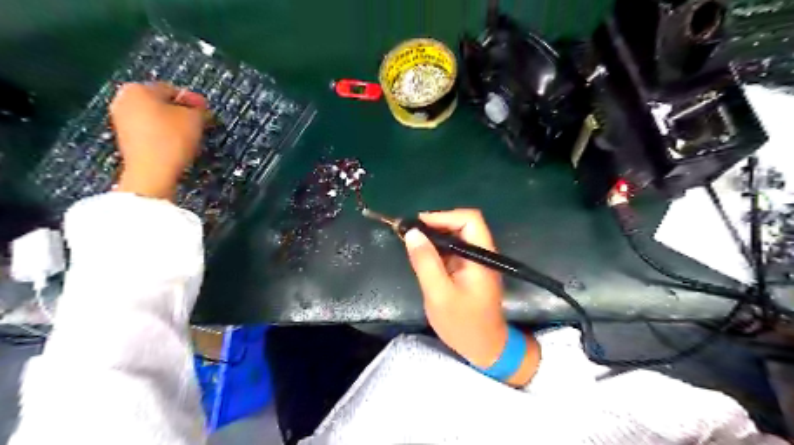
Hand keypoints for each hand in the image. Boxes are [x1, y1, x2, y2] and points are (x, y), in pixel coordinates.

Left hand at [110, 82, 206, 199]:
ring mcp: (120, 120)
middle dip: (180, 112)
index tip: (206, 112)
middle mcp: (123, 100)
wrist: (152, 172)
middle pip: (160, 103)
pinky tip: (175, 145)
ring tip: (190, 136)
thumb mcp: (195, 119)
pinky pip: (149, 131)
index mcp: (138, 88)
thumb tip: (198, 108)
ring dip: (172, 124)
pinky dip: (162, 135)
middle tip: (199, 123)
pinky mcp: (125, 139)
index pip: (173, 89)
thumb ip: (199, 109)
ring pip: (154, 117)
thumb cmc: (172, 139)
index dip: (193, 101)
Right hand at [403, 208, 539, 385]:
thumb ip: (426, 262)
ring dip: (434, 236)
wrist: (484, 348)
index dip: (443, 216)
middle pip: (462, 224)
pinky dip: (436, 248)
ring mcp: (475, 262)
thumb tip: (411, 233)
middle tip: (409, 233)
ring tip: (410, 241)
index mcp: (481, 256)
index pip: (469, 219)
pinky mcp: (468, 270)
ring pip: (456, 236)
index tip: (417, 225)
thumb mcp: (439, 294)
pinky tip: (421, 255)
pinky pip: (452, 250)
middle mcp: (481, 253)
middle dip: (435, 224)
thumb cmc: (463, 324)